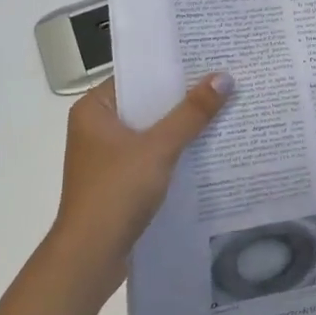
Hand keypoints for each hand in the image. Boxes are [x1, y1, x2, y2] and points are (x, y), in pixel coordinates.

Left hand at [50, 73, 233, 297]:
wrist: (90, 256)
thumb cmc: (116, 192)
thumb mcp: (159, 147)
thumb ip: (192, 113)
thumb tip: (224, 77)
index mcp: (94, 110)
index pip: (137, 76)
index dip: (172, 68)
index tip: (208, 58)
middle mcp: (97, 128)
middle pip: (147, 103)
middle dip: (183, 97)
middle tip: (225, 80)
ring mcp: (107, 156)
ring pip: (152, 130)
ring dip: (182, 125)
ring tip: (224, 108)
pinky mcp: (120, 180)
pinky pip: (152, 154)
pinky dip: (175, 150)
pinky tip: (207, 147)